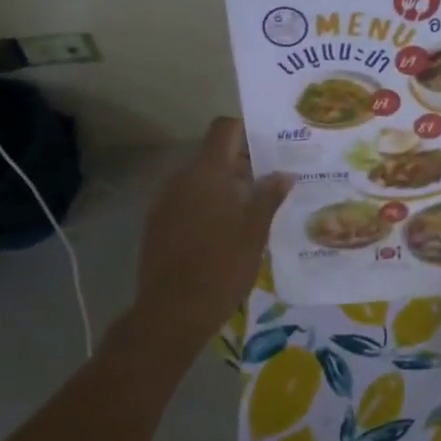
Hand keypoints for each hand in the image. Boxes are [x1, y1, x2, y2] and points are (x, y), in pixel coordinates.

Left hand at [134, 118, 290, 342]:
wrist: (172, 311)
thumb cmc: (222, 266)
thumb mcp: (255, 232)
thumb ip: (269, 197)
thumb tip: (284, 173)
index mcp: (207, 172)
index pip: (224, 128)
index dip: (246, 130)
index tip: (270, 147)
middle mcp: (181, 178)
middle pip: (213, 155)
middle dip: (242, 165)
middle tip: (271, 185)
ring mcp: (164, 201)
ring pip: (199, 181)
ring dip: (224, 188)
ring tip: (251, 212)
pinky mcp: (156, 224)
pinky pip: (186, 202)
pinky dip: (206, 207)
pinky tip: (224, 233)